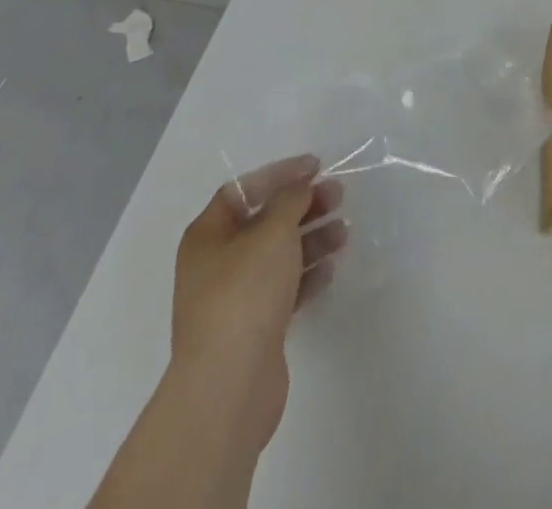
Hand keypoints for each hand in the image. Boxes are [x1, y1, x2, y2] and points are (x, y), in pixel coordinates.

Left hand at [169, 155, 347, 452]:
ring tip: (344, 234)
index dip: (279, 174)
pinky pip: (284, 288)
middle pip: (264, 222)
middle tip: (339, 196)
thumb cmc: (245, 293)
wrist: (228, 384)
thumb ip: (290, 200)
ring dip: (311, 239)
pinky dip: (308, 274)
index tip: (316, 167)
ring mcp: (234, 298)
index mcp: (208, 236)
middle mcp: (216, 263)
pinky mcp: (254, 327)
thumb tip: (300, 187)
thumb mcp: (272, 232)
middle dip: (303, 206)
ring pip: (278, 255)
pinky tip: (331, 269)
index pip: (243, 190)